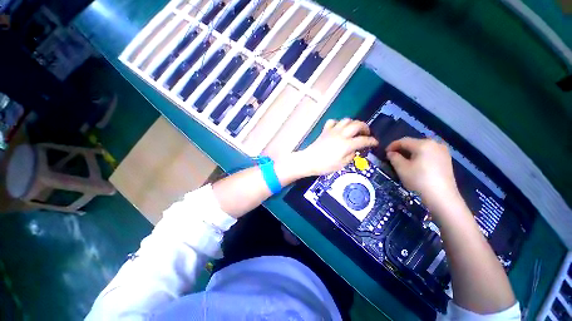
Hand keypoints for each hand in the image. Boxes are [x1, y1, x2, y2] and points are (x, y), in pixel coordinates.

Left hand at [296, 119, 377, 176]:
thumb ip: (350, 156)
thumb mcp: (341, 165)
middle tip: (367, 133)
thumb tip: (354, 151)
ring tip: (354, 130)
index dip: (372, 141)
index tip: (375, 143)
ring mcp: (332, 131)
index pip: (363, 140)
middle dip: (365, 127)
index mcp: (346, 144)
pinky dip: (338, 123)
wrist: (309, 160)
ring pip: (346, 120)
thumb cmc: (325, 165)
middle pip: (357, 125)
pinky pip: (333, 122)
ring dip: (353, 123)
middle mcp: (341, 135)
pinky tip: (339, 128)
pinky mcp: (325, 131)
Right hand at [386, 137, 460, 212]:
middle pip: (413, 143)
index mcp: (423, 144)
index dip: (392, 146)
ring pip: (422, 148)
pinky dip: (420, 156)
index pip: (403, 141)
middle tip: (393, 157)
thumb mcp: (401, 168)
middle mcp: (435, 143)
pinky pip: (429, 153)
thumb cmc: (419, 180)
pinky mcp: (446, 159)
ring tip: (403, 161)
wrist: (442, 197)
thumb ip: (394, 157)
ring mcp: (443, 151)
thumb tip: (391, 153)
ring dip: (410, 152)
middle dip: (401, 149)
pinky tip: (416, 164)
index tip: (385, 153)